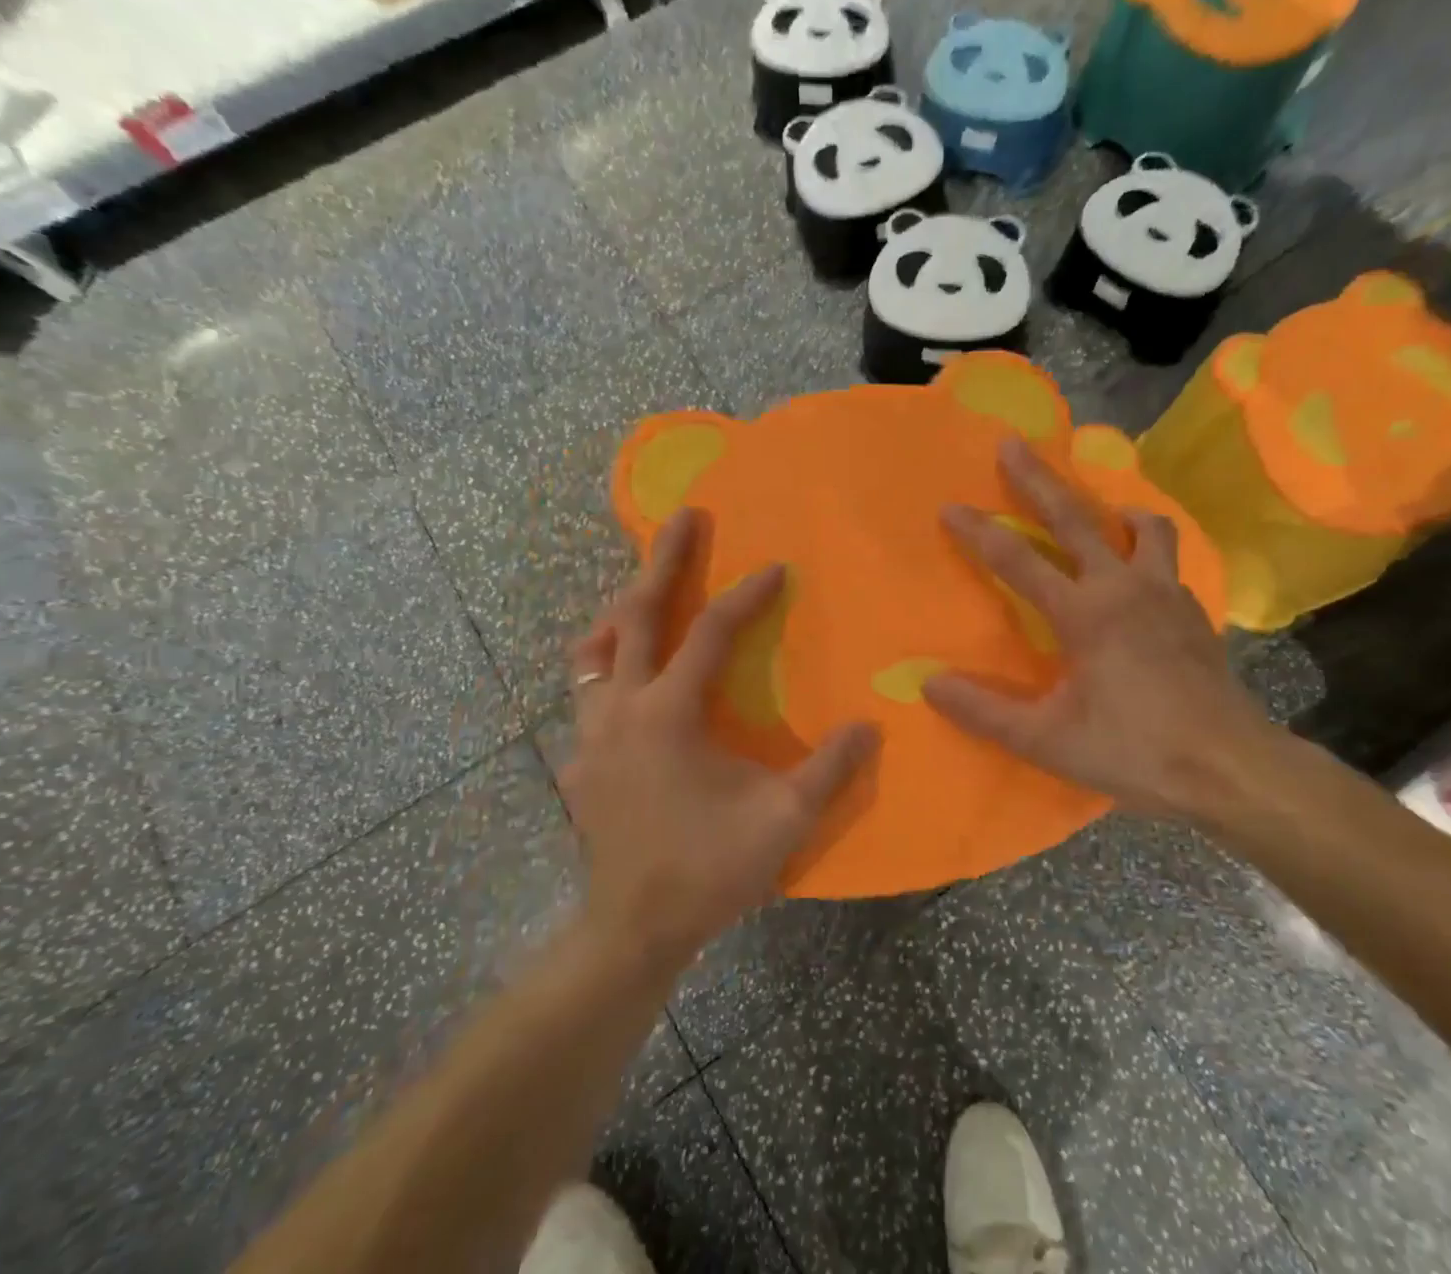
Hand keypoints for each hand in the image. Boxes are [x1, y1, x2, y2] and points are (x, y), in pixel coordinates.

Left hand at [559, 510, 876, 968]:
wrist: (632, 932)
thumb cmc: (708, 870)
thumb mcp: (784, 821)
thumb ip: (830, 770)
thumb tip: (870, 726)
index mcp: (668, 714)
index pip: (709, 632)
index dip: (746, 596)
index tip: (775, 568)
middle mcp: (620, 710)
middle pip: (634, 616)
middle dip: (661, 561)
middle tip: (682, 517)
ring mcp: (590, 736)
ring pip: (594, 652)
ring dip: (622, 613)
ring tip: (643, 590)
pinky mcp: (580, 763)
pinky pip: (587, 695)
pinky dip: (606, 667)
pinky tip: (628, 681)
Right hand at [923, 438, 1285, 824]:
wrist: (1232, 768)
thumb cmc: (1134, 752)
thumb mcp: (1047, 741)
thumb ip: (985, 711)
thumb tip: (929, 684)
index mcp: (1084, 612)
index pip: (1017, 560)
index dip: (979, 531)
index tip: (951, 507)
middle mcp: (1125, 586)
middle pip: (1075, 518)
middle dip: (1038, 479)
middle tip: (1013, 444)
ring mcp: (1167, 593)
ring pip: (1142, 527)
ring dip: (1113, 510)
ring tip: (1100, 512)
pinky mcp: (1195, 611)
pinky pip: (1167, 560)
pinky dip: (1146, 551)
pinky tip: (1138, 576)